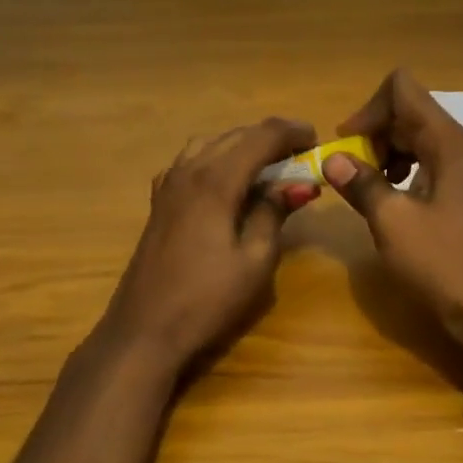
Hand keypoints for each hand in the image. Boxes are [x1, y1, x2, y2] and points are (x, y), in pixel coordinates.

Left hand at [99, 118, 319, 371]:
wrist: (145, 330)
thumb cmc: (207, 300)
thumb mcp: (254, 261)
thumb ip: (273, 213)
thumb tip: (298, 184)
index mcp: (216, 181)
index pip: (261, 137)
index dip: (292, 132)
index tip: (317, 140)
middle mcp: (189, 172)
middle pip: (235, 136)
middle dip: (270, 137)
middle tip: (301, 155)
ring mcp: (168, 186)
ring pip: (210, 144)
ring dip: (242, 145)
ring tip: (268, 165)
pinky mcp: (159, 202)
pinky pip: (190, 162)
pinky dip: (216, 159)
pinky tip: (227, 182)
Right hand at [324, 69, 462, 361]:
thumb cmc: (443, 263)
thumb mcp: (392, 222)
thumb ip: (361, 184)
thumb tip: (333, 159)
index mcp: (448, 143)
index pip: (403, 90)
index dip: (369, 109)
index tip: (347, 144)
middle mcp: (462, 148)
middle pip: (411, 113)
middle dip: (375, 133)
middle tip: (351, 171)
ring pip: (420, 140)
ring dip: (388, 154)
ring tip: (368, 187)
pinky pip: (431, 165)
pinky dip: (406, 173)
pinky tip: (392, 201)